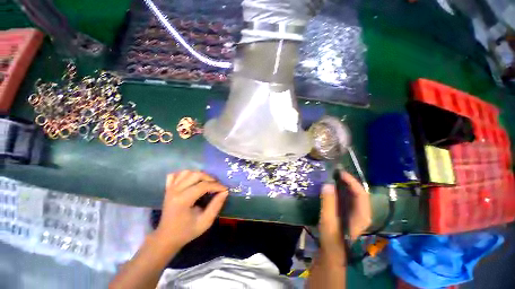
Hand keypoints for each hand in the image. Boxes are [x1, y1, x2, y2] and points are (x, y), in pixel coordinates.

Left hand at [153, 171, 228, 249]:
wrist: (166, 238)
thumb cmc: (187, 231)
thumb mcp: (205, 222)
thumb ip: (216, 206)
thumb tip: (225, 192)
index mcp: (183, 200)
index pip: (203, 186)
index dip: (217, 186)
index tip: (225, 189)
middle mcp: (175, 191)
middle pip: (196, 175)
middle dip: (210, 178)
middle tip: (217, 186)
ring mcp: (170, 188)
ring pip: (187, 172)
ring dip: (199, 175)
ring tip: (206, 183)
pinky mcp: (168, 188)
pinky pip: (176, 174)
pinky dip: (185, 175)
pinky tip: (191, 180)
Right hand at [319, 172, 370, 250]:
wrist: (332, 252)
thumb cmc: (332, 238)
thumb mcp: (328, 220)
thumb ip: (328, 202)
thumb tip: (328, 184)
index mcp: (362, 215)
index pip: (361, 193)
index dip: (351, 181)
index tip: (339, 173)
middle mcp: (362, 212)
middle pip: (358, 192)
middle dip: (348, 181)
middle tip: (335, 173)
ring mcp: (356, 213)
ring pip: (354, 194)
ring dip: (345, 184)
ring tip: (333, 177)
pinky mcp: (349, 213)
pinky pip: (348, 198)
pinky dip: (341, 190)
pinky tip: (332, 188)